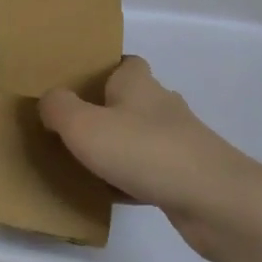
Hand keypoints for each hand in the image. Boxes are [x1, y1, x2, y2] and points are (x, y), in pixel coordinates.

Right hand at [39, 56, 261, 260]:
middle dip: (104, 112)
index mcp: (138, 83)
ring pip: (138, 138)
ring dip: (116, 148)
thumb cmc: (143, 151)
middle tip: (69, 129)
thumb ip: (59, 108)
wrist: (211, 199)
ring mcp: (178, 141)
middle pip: (129, 101)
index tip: (75, 87)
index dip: (102, 70)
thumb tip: (49, 99)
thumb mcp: (84, 126)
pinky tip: (109, 195)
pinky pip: (148, 171)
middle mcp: (161, 105)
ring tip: (82, 163)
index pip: (123, 63)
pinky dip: (129, 179)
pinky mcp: (185, 174)